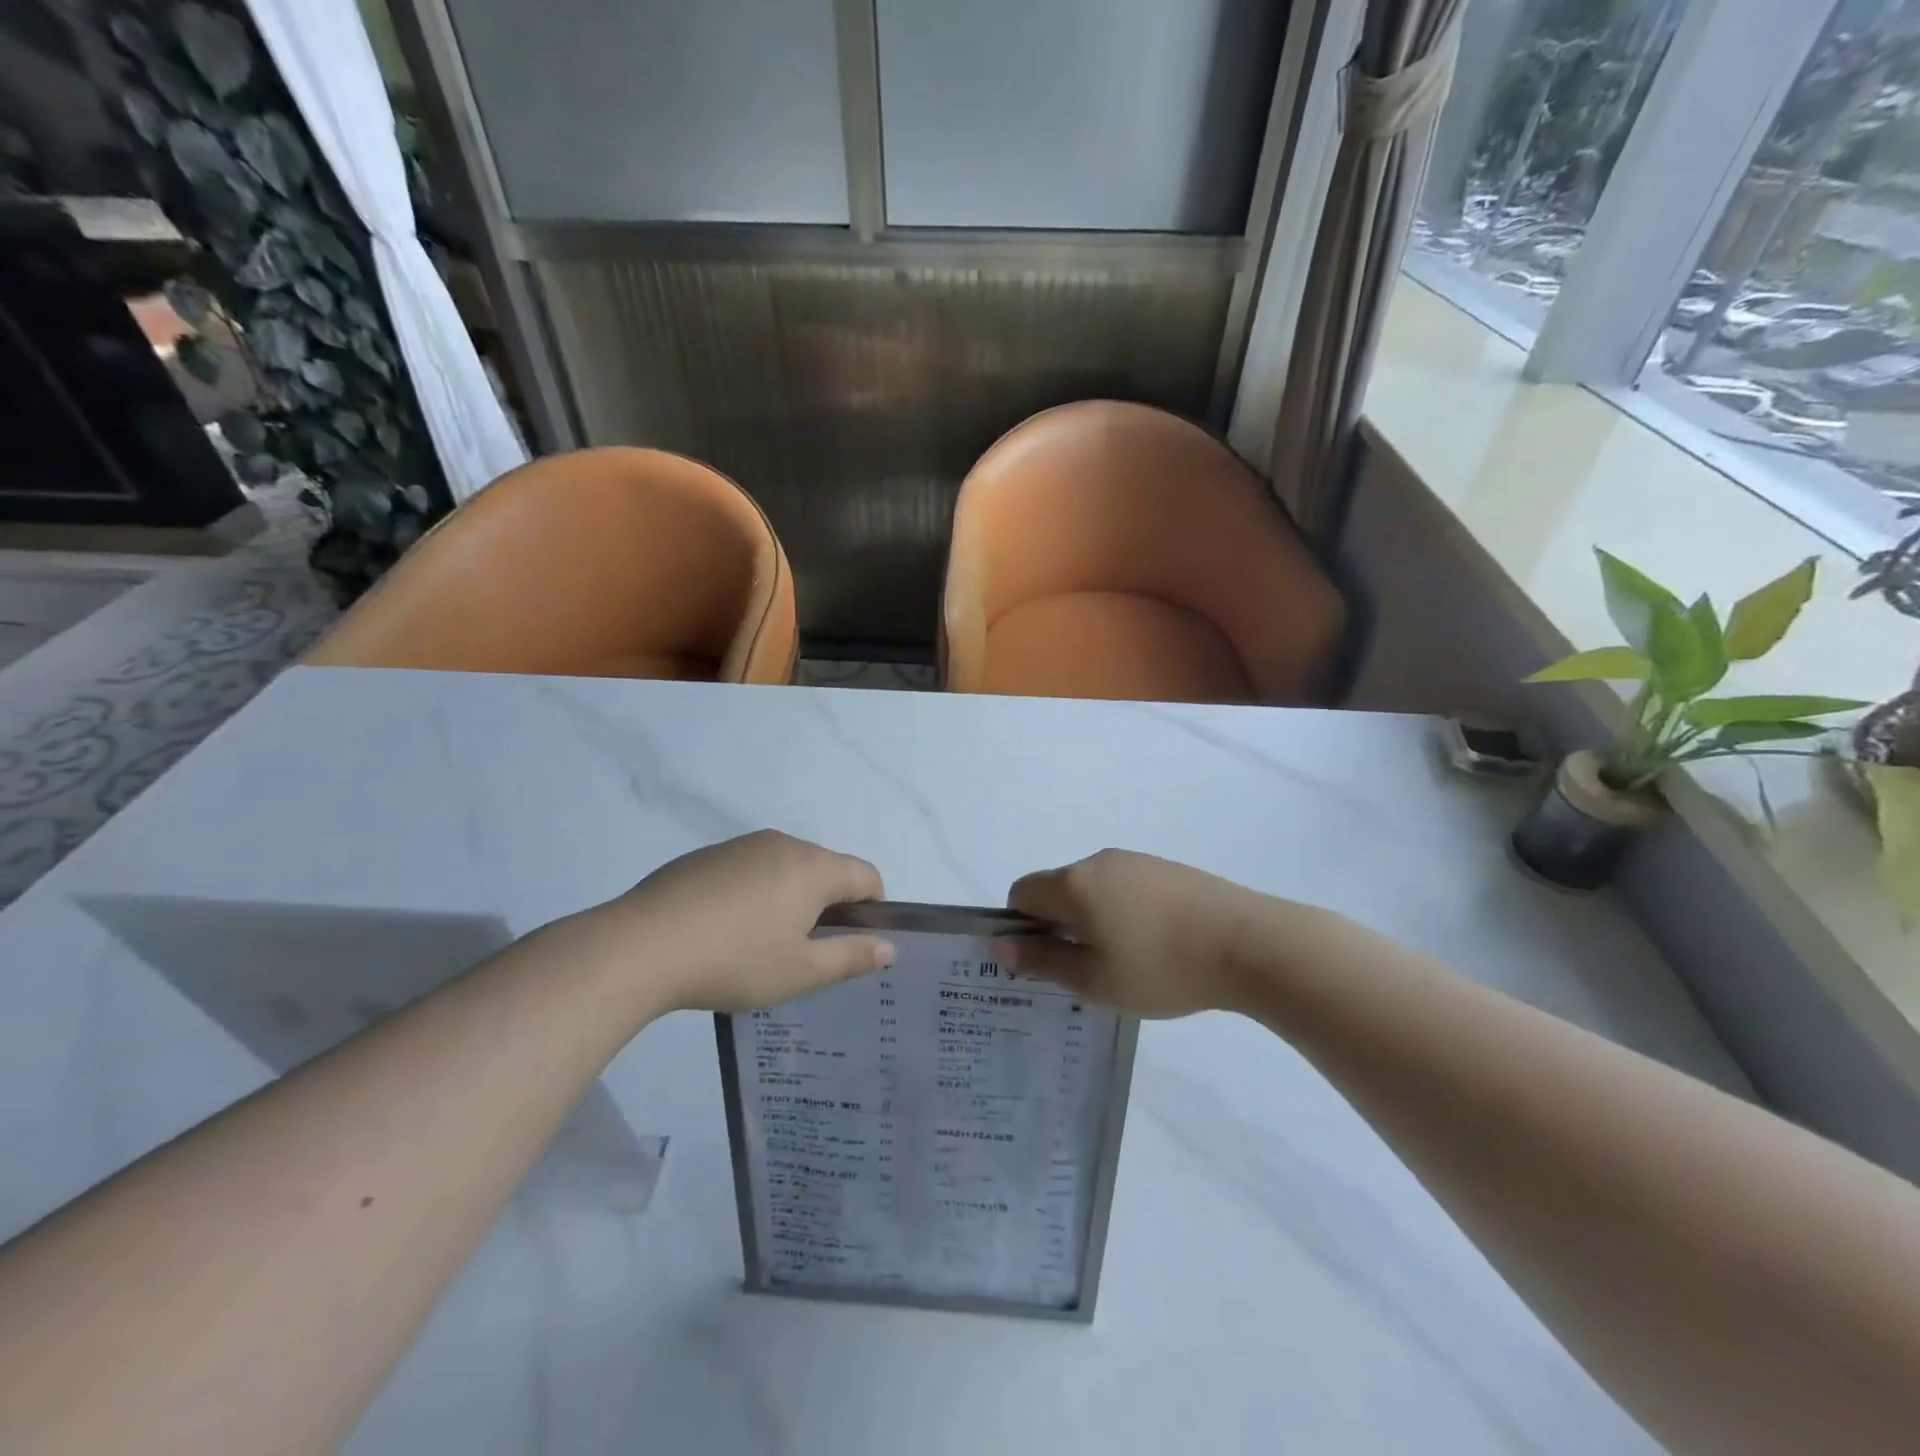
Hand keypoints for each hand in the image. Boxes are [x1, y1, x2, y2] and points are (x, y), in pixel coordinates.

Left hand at [578, 830, 894, 1013]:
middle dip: (829, 905)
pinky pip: (750, 868)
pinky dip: (755, 892)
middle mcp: (783, 844)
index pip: (866, 875)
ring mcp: (742, 845)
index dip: (872, 909)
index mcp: (813, 867)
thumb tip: (888, 948)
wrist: (642, 945)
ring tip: (761, 944)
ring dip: (791, 898)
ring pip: (787, 867)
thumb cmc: (735, 960)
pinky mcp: (708, 854)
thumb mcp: (800, 971)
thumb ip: (851, 957)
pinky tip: (725, 929)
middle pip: (826, 869)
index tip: (852, 945)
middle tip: (806, 952)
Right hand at [1002, 850, 1277, 1018]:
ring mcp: (1136, 861)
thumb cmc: (1161, 967)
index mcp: (1074, 884)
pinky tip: (1156, 946)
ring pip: (1093, 889)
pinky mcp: (1167, 869)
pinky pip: (1125, 887)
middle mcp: (1099, 861)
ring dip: (1093, 920)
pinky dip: (1124, 913)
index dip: (1021, 927)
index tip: (1047, 961)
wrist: (1249, 944)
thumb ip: (1042, 960)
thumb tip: (999, 943)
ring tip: (1127, 963)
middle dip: (1059, 926)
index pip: (1021, 893)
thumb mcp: (1094, 979)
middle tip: (1086, 971)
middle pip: (1057, 889)